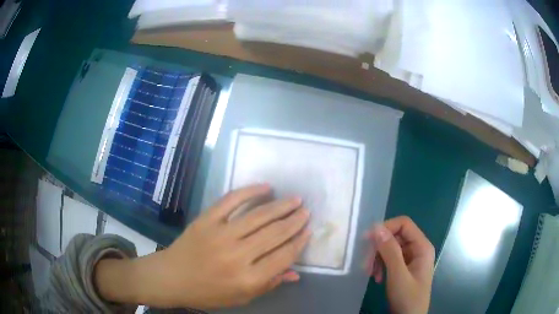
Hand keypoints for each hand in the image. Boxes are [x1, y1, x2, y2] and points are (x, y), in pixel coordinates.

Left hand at [95, 184, 310, 308]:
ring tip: (295, 199)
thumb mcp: (241, 297)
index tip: (309, 230)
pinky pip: (231, 200)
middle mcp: (237, 256)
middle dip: (294, 221)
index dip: (299, 242)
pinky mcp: (206, 220)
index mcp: (247, 279)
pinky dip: (249, 191)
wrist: (171, 277)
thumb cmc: (207, 293)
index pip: (283, 257)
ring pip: (258, 216)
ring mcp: (220, 235)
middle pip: (274, 234)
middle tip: (306, 211)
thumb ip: (269, 284)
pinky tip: (265, 187)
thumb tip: (295, 272)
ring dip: (280, 206)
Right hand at [364, 216, 434, 313]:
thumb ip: (389, 251)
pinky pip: (390, 259)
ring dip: (377, 259)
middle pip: (395, 236)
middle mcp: (417, 249)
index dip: (386, 228)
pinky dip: (380, 266)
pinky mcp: (404, 268)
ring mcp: (411, 258)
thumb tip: (377, 227)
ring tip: (370, 273)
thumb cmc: (408, 298)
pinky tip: (377, 278)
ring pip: (390, 248)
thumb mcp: (398, 275)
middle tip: (365, 263)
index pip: (404, 224)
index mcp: (422, 246)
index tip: (367, 240)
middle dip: (379, 248)